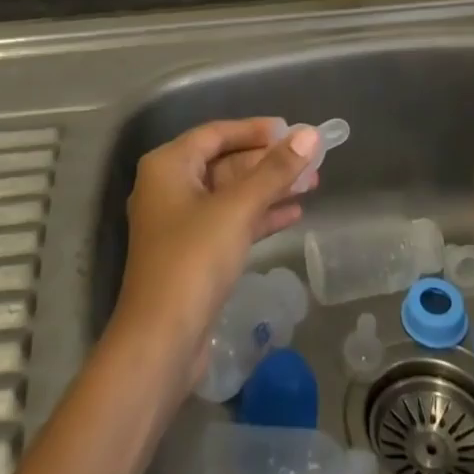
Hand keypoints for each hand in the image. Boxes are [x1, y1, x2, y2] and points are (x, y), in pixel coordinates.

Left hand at [110, 119, 319, 401]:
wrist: (160, 343)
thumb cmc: (193, 261)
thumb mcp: (238, 209)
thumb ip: (275, 170)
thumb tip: (310, 135)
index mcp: (168, 166)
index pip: (216, 133)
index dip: (255, 130)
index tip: (292, 130)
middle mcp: (169, 188)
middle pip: (225, 163)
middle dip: (268, 162)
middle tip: (311, 160)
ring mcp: (180, 224)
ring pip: (231, 194)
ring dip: (269, 189)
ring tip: (313, 184)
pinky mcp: (193, 254)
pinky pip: (230, 222)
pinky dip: (259, 216)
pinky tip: (294, 214)